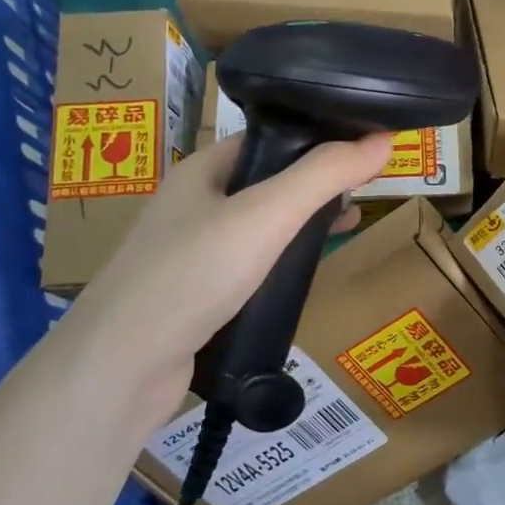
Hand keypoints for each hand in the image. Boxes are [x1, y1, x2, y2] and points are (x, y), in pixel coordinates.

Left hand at [56, 133, 391, 429]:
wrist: (121, 366)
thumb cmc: (193, 274)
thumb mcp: (267, 215)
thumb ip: (324, 176)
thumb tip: (384, 139)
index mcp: (202, 170)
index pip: (269, 139)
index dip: (317, 139)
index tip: (363, 149)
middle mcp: (194, 205)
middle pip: (267, 182)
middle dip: (316, 185)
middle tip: (362, 193)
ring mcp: (191, 253)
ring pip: (260, 227)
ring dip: (301, 225)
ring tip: (345, 228)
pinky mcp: (196, 296)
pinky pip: (249, 267)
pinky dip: (281, 264)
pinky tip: (304, 277)